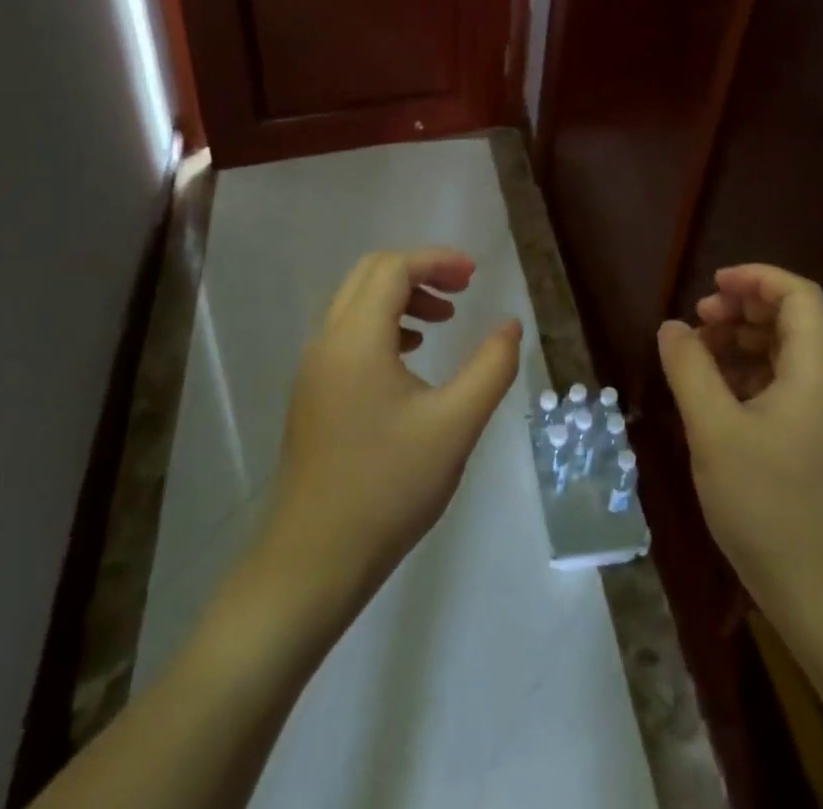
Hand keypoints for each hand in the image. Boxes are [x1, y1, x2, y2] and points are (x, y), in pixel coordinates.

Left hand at [253, 249, 520, 624]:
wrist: (312, 562)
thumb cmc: (388, 488)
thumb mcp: (455, 426)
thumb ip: (490, 367)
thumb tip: (510, 324)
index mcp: (356, 338)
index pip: (393, 268)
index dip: (437, 261)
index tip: (475, 276)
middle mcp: (327, 341)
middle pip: (370, 275)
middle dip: (418, 272)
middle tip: (461, 291)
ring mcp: (314, 369)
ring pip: (356, 305)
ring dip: (400, 299)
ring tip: (442, 323)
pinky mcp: (312, 395)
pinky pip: (347, 335)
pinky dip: (382, 327)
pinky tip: (410, 359)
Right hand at [657, 264, 822, 616]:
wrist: (820, 596)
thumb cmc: (767, 503)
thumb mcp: (713, 429)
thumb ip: (689, 369)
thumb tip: (672, 327)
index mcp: (816, 371)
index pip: (798, 295)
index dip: (756, 277)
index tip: (711, 285)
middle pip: (791, 320)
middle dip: (742, 308)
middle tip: (698, 320)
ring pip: (783, 353)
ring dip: (740, 341)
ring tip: (697, 354)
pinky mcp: (812, 442)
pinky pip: (781, 386)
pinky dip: (746, 374)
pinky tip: (712, 393)